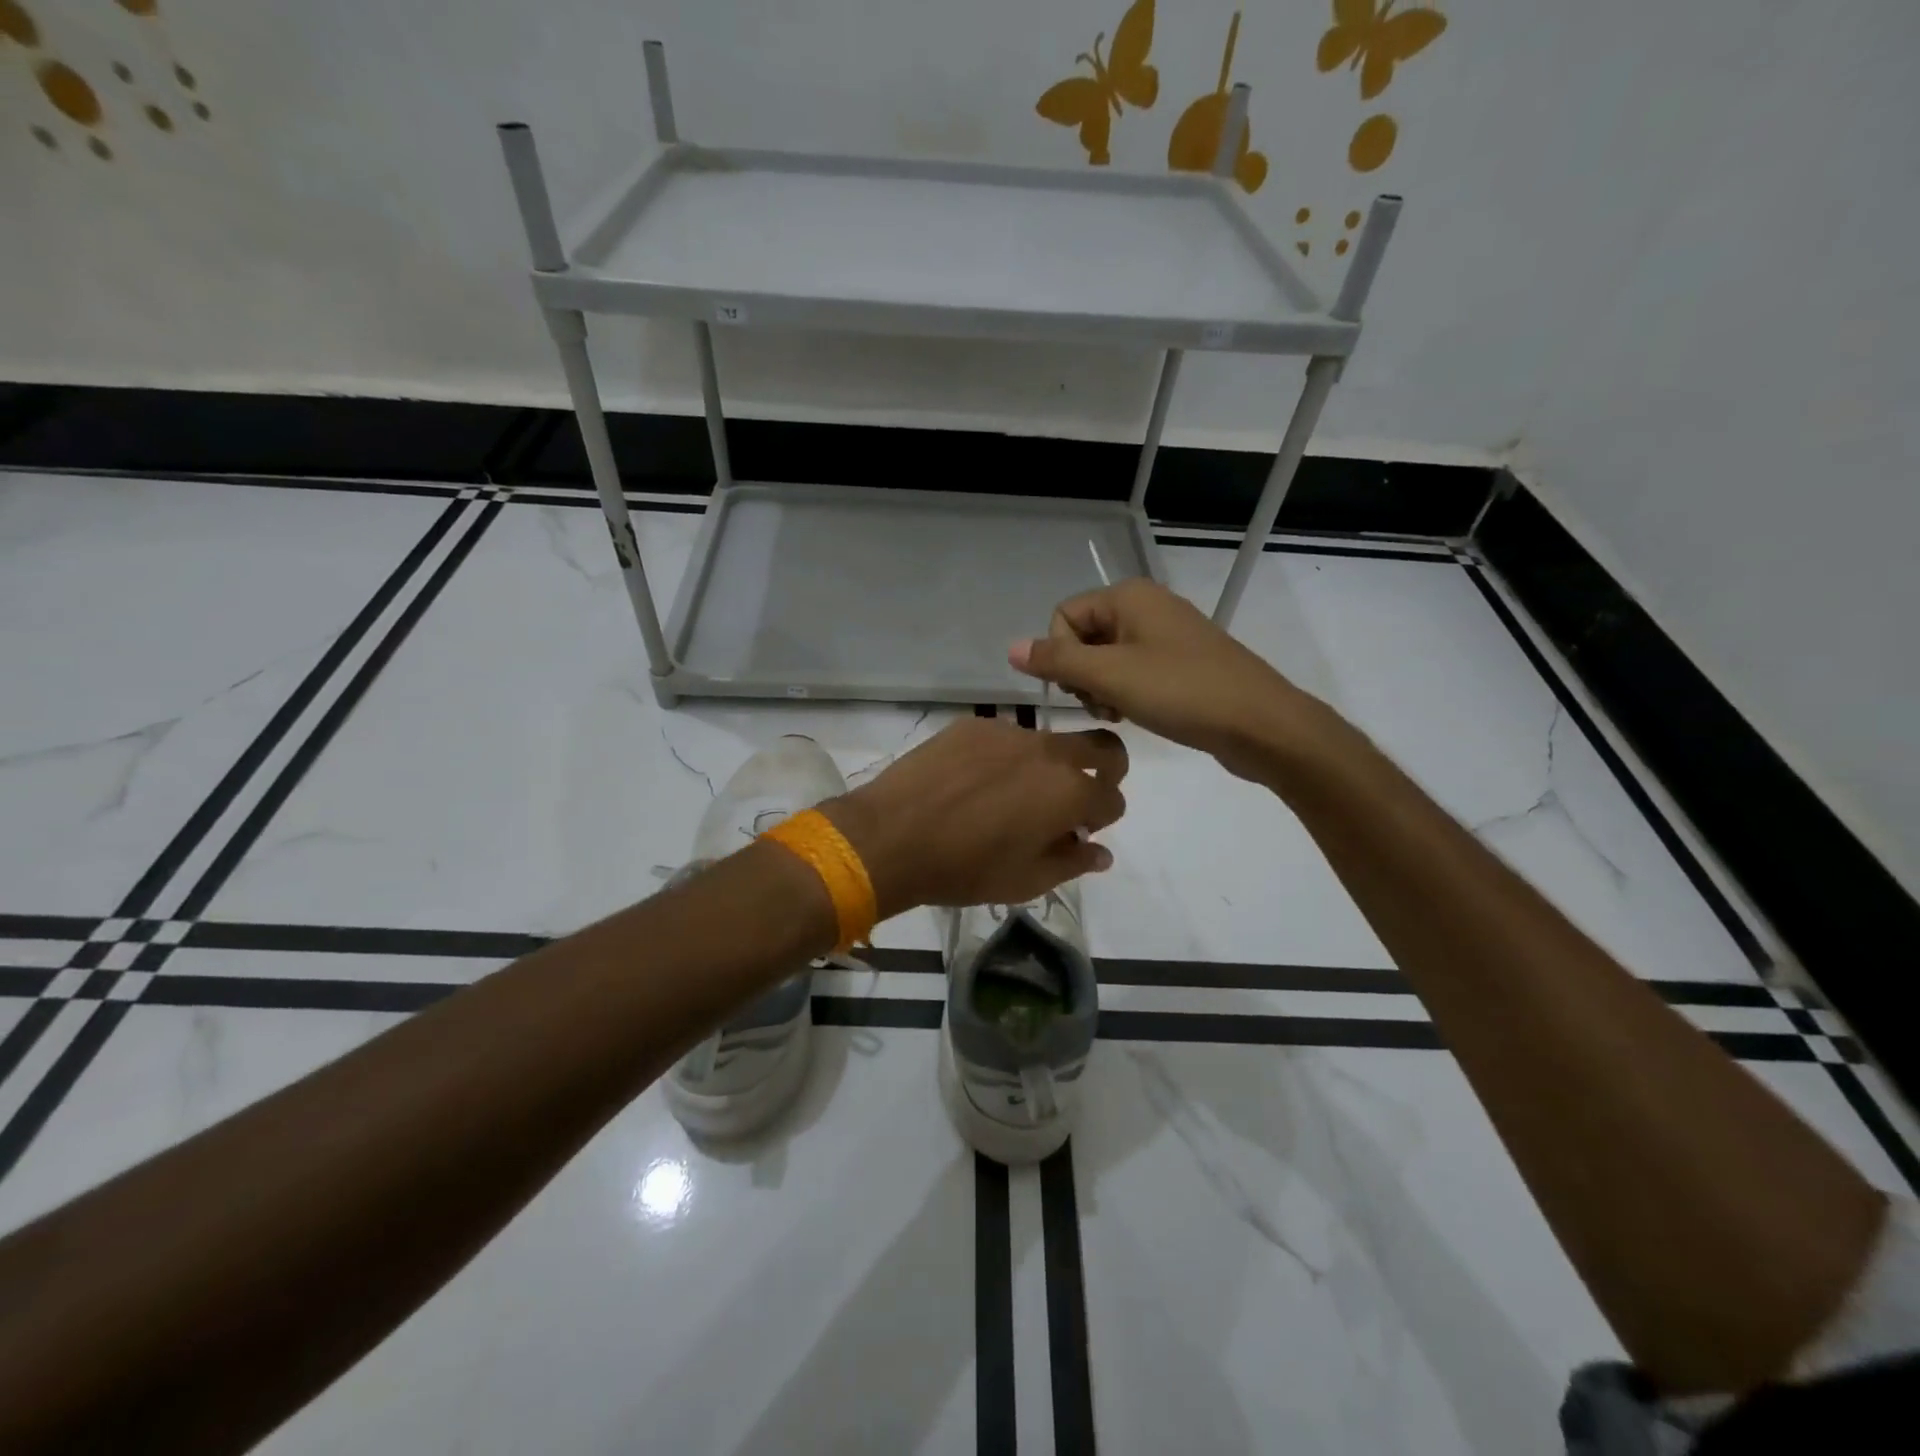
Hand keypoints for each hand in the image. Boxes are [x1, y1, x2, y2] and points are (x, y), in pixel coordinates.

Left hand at [822, 717, 1125, 916]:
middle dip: (1105, 770)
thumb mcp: (1026, 881)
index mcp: (1070, 792)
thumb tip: (1102, 852)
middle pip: (1102, 747)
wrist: (891, 837)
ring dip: (1045, 767)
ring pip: (1048, 742)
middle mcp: (1048, 752)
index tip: (1080, 832)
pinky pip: (1004, 737)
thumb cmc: (965, 869)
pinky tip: (971, 783)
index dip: (1103, 818)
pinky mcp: (973, 725)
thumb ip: (1073, 862)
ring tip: (1006, 797)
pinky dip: (1003, 758)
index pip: (1113, 798)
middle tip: (1075, 796)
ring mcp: (1009, 731)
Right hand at [1008, 578, 1328, 781]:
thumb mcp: (1111, 676)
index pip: (1063, 616)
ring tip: (1119, 714)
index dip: (1061, 655)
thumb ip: (1057, 660)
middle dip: (1081, 674)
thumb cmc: (1181, 692)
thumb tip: (1010, 648)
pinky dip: (1126, 692)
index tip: (1081, 688)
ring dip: (1101, 689)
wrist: (1260, 724)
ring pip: (1107, 657)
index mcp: (1129, 596)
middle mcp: (1146, 606)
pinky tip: (1137, 715)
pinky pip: (1134, 670)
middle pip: (1084, 635)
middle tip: (1102, 705)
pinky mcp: (1183, 662)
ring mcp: (1167, 634)